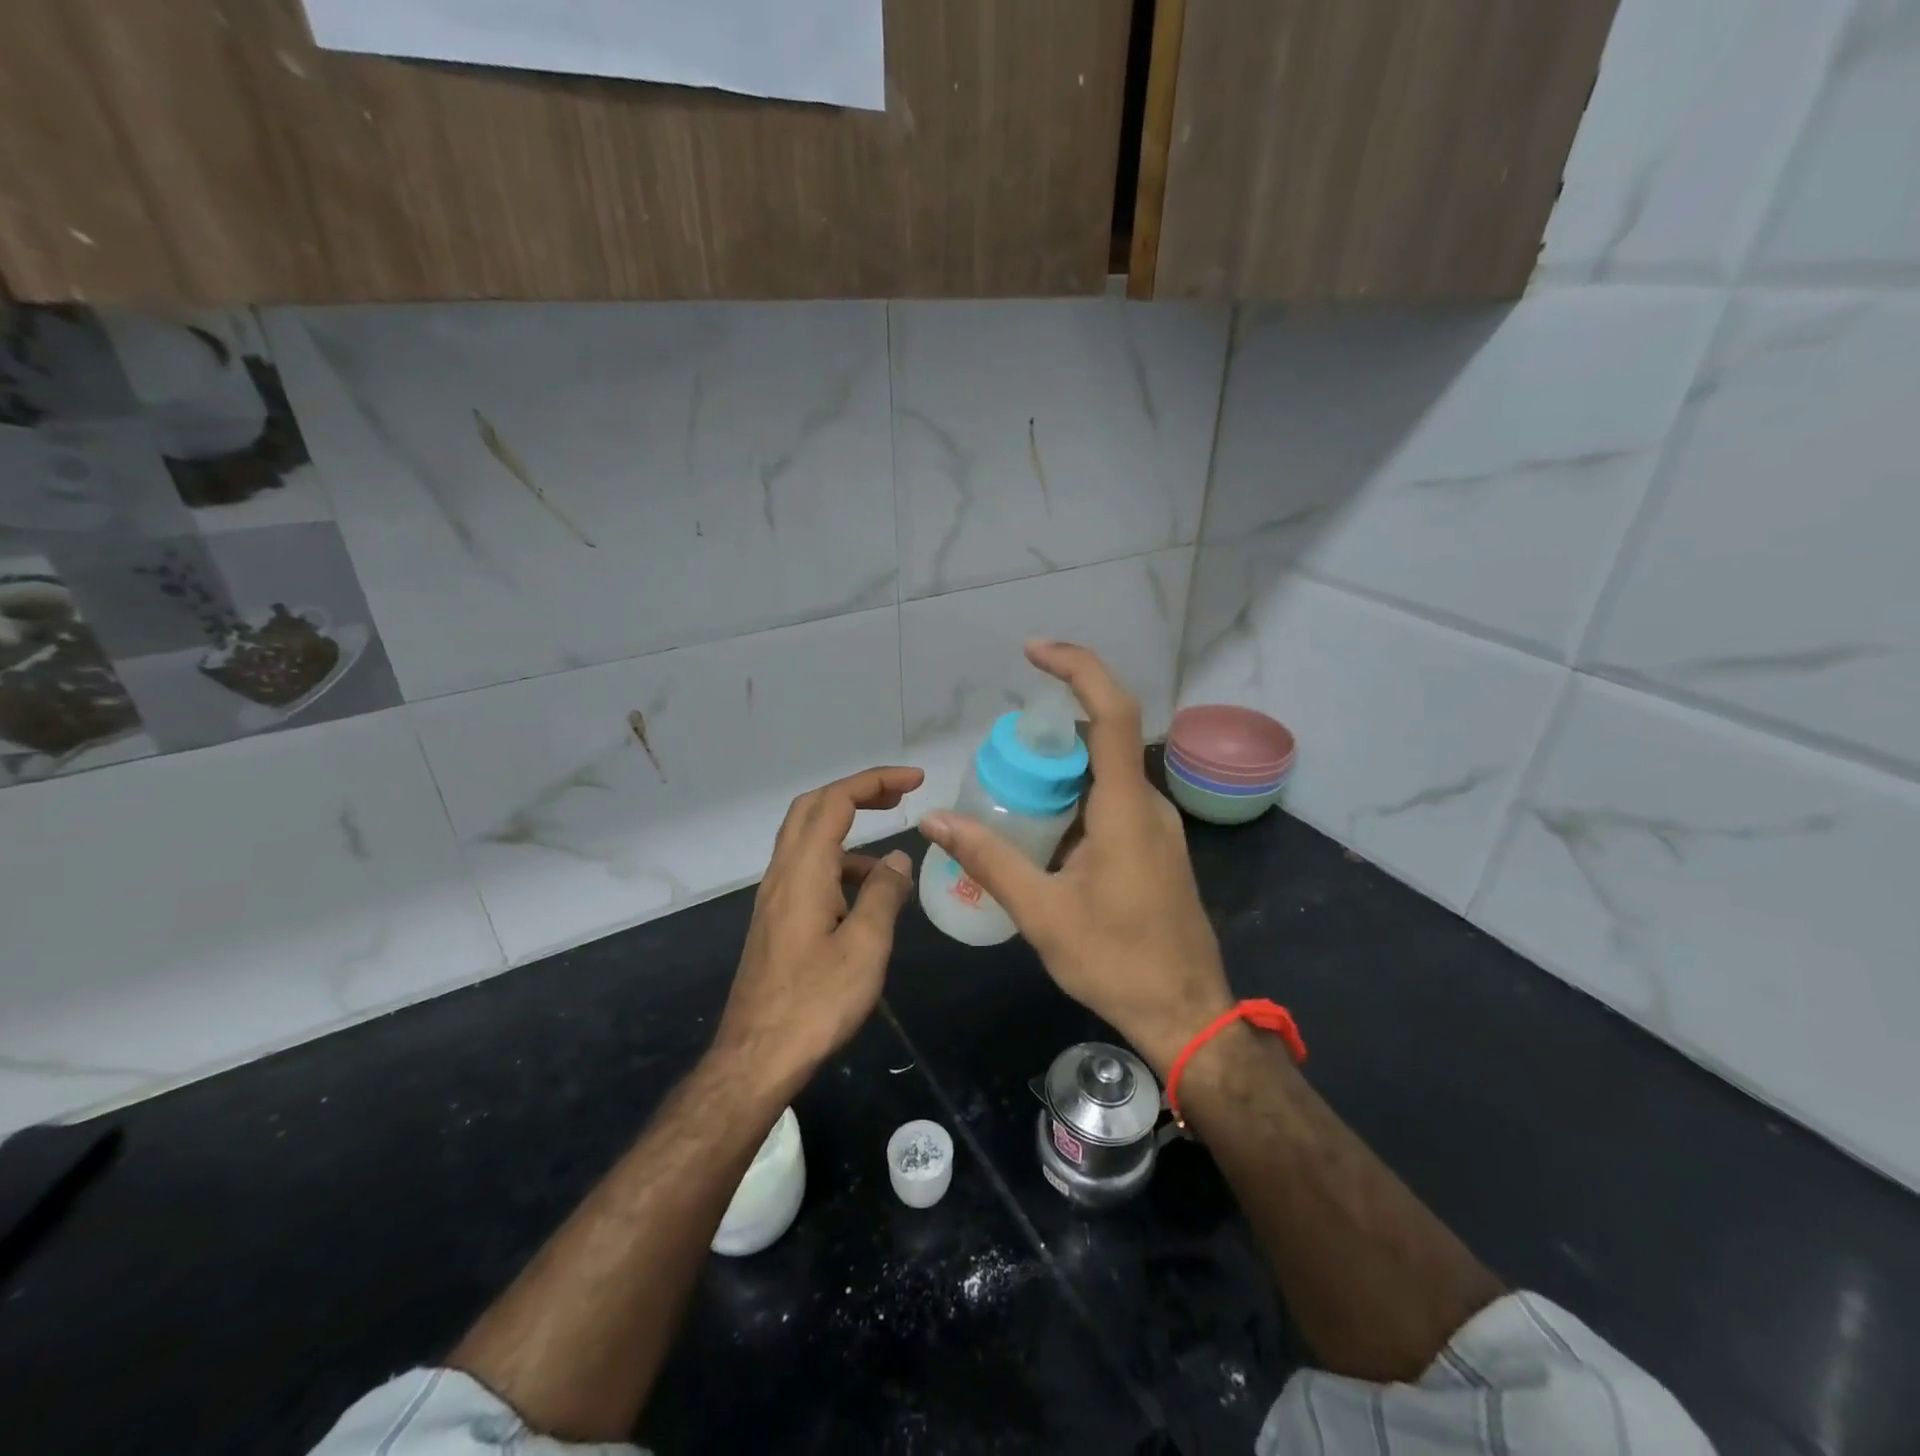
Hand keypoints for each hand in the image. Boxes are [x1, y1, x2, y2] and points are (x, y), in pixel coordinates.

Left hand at [715, 766, 922, 1089]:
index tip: (915, 781)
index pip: (836, 801)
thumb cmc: (815, 1002)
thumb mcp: (865, 947)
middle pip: (812, 809)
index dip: (875, 781)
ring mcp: (774, 898)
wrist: (756, 1057)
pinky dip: (838, 867)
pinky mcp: (775, 921)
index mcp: (804, 872)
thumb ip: (883, 895)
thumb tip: (898, 860)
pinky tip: (864, 902)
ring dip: (848, 835)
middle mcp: (782, 874)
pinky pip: (807, 872)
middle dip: (857, 793)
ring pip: (807, 840)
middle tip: (898, 798)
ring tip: (891, 867)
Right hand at [918, 643, 1231, 1074]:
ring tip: (1008, 800)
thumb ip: (990, 860)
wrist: (1187, 1014)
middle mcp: (1146, 804)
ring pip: (1102, 775)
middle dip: (1047, 738)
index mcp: (1125, 808)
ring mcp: (1155, 826)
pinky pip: (1109, 803)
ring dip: (1058, 775)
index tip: (1034, 652)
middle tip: (997, 760)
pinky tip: (1039, 835)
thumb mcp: (1043, 913)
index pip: (1111, 712)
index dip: (1077, 669)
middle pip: (1099, 741)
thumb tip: (935, 821)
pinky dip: (1072, 802)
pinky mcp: (1153, 847)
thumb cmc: (1118, 963)